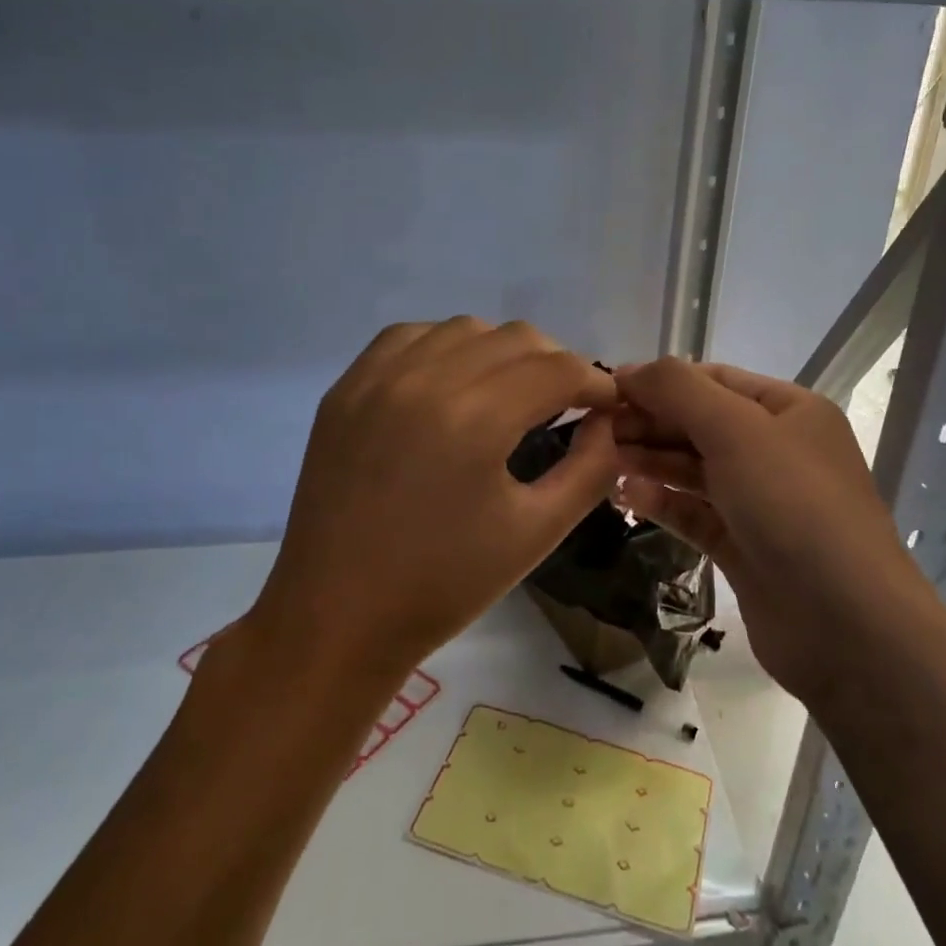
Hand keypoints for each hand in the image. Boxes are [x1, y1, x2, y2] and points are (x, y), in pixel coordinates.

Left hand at [250, 318, 620, 682]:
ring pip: (465, 328)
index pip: (558, 368)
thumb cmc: (444, 585)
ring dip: (502, 352)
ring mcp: (377, 378)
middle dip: (556, 365)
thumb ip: (591, 468)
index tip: (606, 408)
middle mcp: (424, 379)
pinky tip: (453, 384)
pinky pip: (410, 337)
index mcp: (475, 420)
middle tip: (565, 405)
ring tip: (509, 395)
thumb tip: (608, 421)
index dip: (595, 383)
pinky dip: (446, 347)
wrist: (337, 617)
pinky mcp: (346, 388)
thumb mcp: (538, 532)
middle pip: (516, 337)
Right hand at [613, 358, 922, 704]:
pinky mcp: (743, 546)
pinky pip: (694, 513)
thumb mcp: (737, 430)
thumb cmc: (793, 505)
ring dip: (650, 462)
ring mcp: (759, 501)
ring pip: (693, 469)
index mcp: (788, 410)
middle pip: (699, 424)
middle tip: (597, 431)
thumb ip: (680, 391)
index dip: (660, 381)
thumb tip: (629, 369)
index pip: (714, 380)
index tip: (607, 389)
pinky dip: (662, 502)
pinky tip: (627, 497)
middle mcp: (776, 450)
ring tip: (604, 461)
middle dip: (650, 423)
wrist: (844, 622)